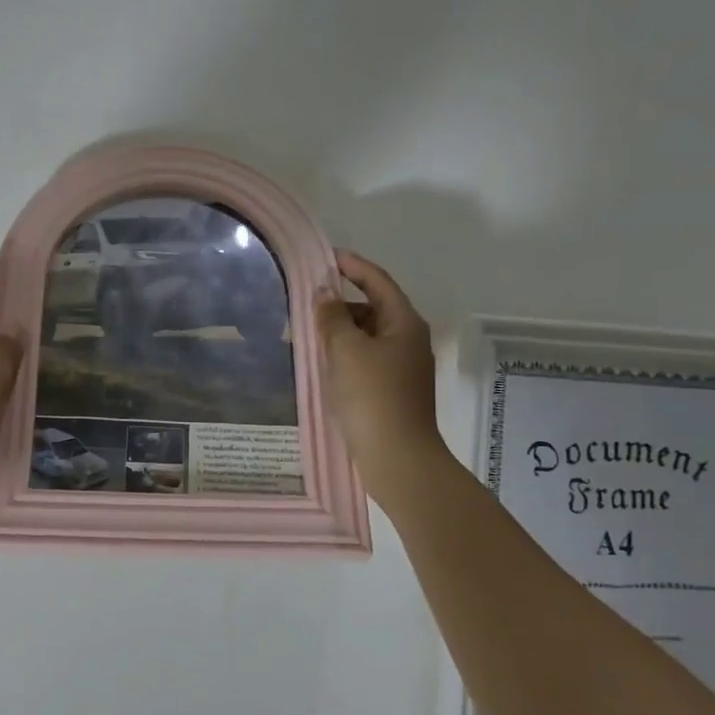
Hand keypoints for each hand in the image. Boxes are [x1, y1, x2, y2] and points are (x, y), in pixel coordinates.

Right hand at [315, 249, 451, 511]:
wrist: (397, 456)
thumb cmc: (372, 396)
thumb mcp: (346, 351)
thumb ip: (332, 317)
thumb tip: (324, 291)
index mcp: (404, 323)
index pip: (378, 281)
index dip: (353, 266)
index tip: (326, 257)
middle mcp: (408, 340)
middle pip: (373, 308)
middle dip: (341, 303)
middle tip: (307, 304)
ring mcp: (402, 367)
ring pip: (368, 336)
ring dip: (340, 331)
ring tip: (308, 335)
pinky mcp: (392, 390)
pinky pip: (365, 360)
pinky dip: (345, 354)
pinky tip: (323, 364)